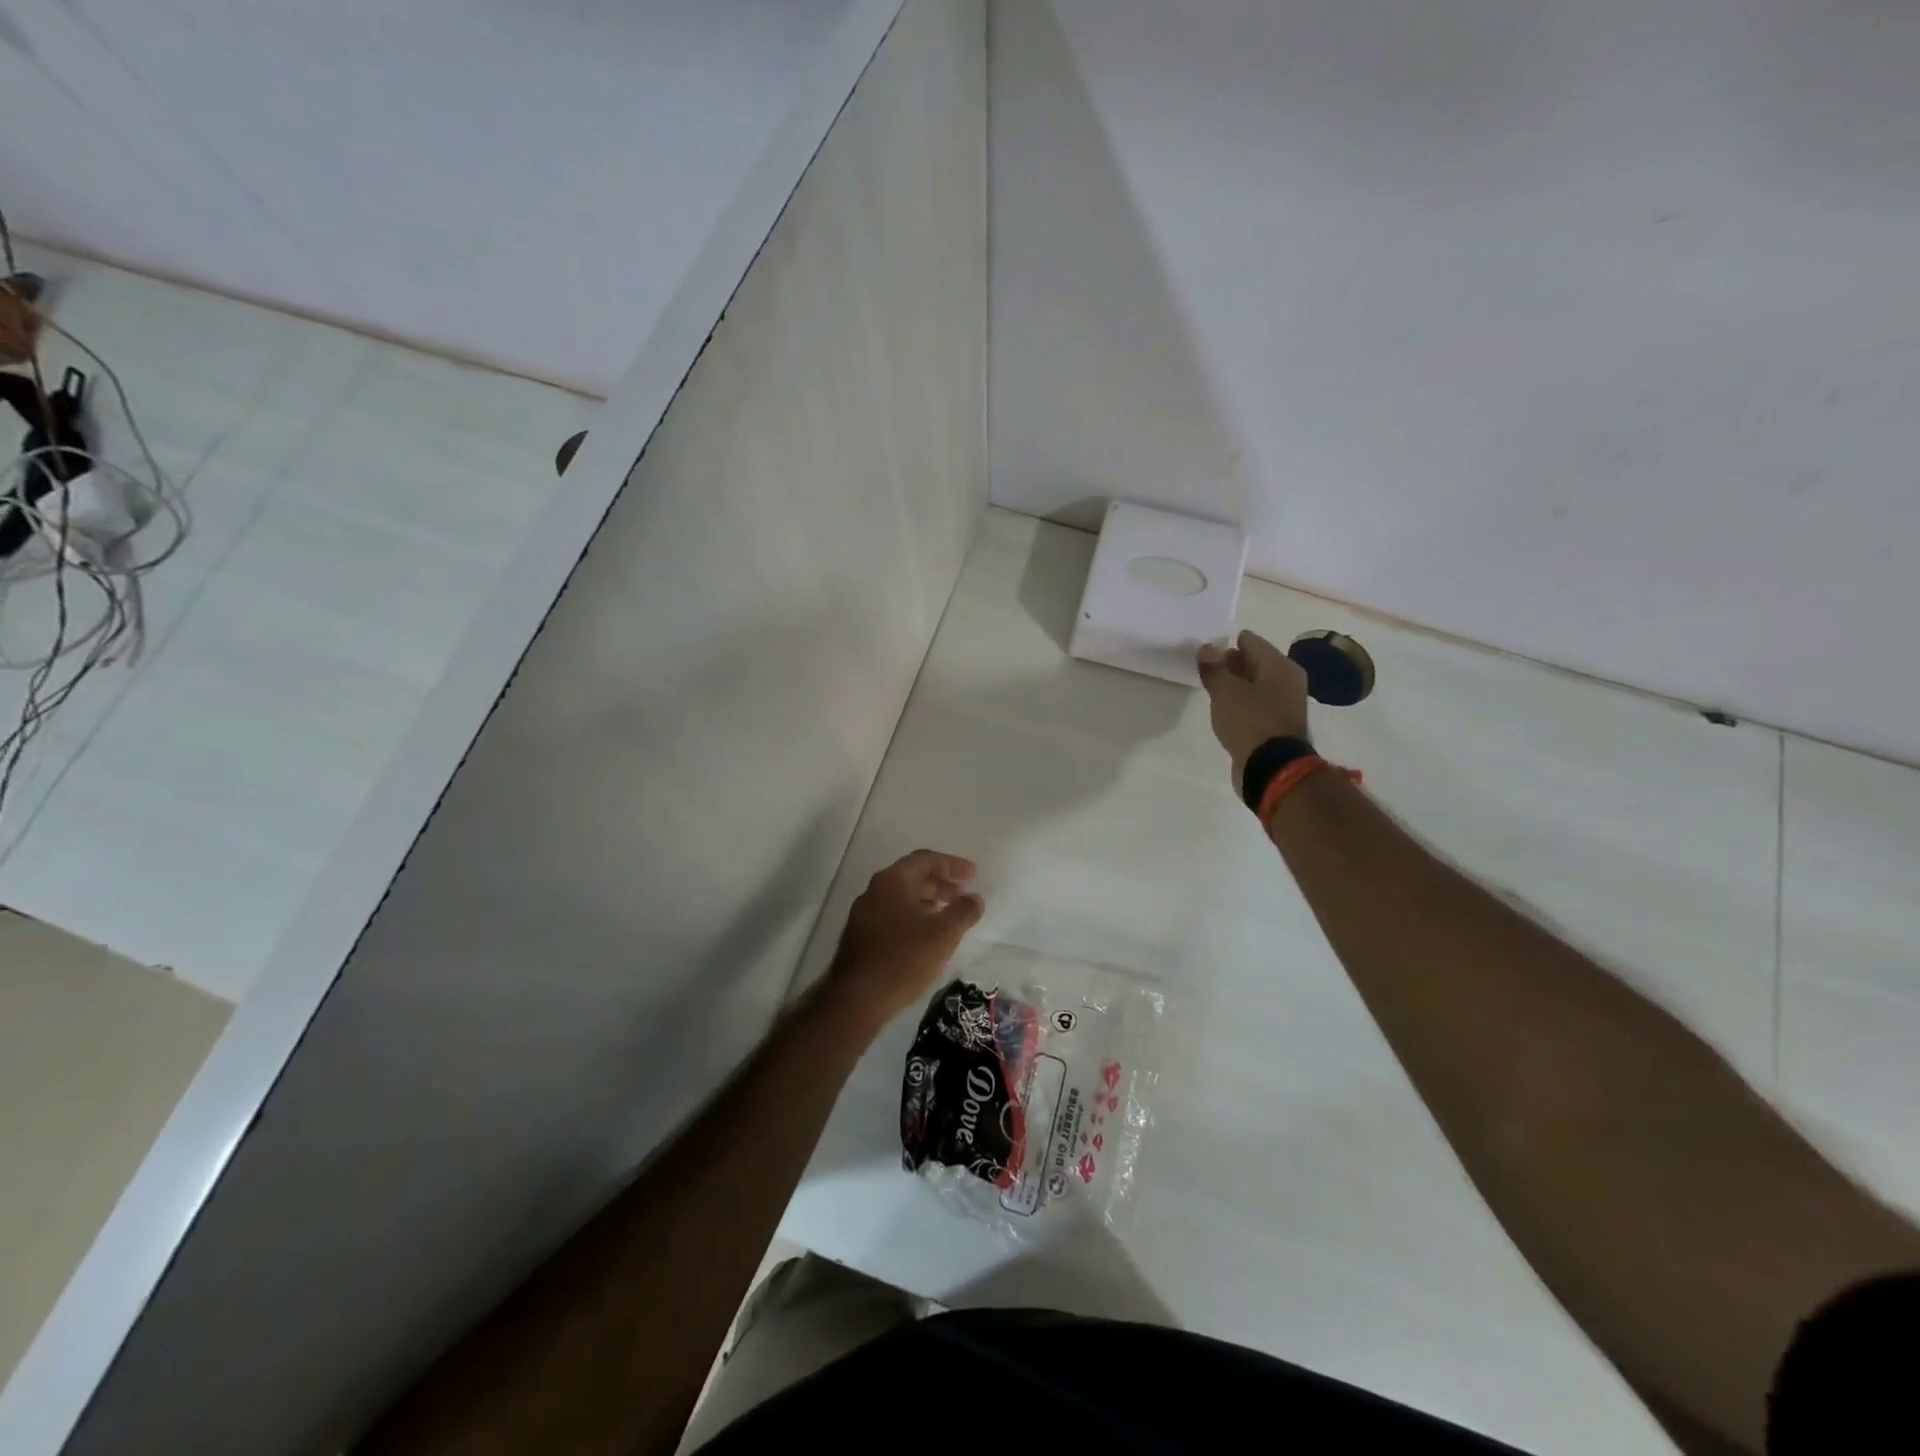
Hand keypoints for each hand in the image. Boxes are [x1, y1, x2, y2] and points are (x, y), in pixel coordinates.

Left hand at [825, 850, 984, 1024]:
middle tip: (964, 895)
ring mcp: (864, 914)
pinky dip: (914, 917)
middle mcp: (874, 891)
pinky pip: (893, 915)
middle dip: (941, 883)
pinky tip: (926, 936)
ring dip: (928, 901)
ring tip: (949, 915)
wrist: (856, 999)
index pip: (925, 859)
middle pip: (912, 877)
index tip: (974, 874)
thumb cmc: (903, 959)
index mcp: (892, 881)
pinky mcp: (861, 936)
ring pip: (902, 898)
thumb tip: (974, 898)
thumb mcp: (943, 934)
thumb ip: (963, 911)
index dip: (952, 865)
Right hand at [1197, 630, 1310, 792]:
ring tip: (1212, 688)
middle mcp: (1288, 680)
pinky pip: (1256, 704)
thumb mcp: (1225, 691)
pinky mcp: (1277, 725)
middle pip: (1255, 662)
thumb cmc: (1250, 722)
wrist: (1272, 768)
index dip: (1226, 643)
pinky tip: (1225, 709)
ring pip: (1255, 684)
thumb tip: (1207, 648)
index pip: (1250, 641)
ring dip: (1236, 685)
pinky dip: (1242, 703)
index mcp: (1280, 666)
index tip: (1206, 651)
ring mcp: (1285, 704)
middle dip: (1231, 663)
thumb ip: (1214, 668)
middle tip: (1206, 668)